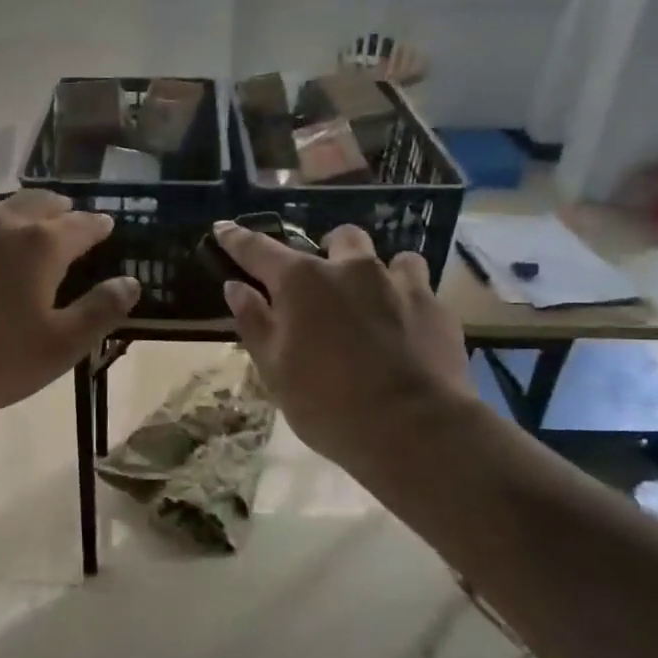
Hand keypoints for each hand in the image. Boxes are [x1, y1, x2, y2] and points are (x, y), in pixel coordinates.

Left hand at [0, 191, 140, 412]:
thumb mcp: (58, 346)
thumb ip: (99, 311)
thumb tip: (131, 283)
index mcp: (41, 245)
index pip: (81, 225)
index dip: (98, 225)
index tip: (107, 224)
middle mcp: (0, 223)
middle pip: (38, 203)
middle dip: (59, 208)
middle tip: (68, 214)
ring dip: (16, 213)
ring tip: (22, 223)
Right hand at [215, 221, 475, 471]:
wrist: (414, 430)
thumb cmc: (328, 405)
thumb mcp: (275, 370)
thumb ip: (254, 322)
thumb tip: (236, 287)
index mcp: (302, 282)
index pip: (259, 249)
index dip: (237, 238)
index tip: (223, 228)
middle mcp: (350, 269)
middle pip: (338, 238)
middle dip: (327, 250)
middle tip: (322, 281)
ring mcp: (398, 283)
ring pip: (387, 257)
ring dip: (373, 271)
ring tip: (370, 299)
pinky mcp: (435, 306)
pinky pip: (418, 285)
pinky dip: (404, 296)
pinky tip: (404, 324)